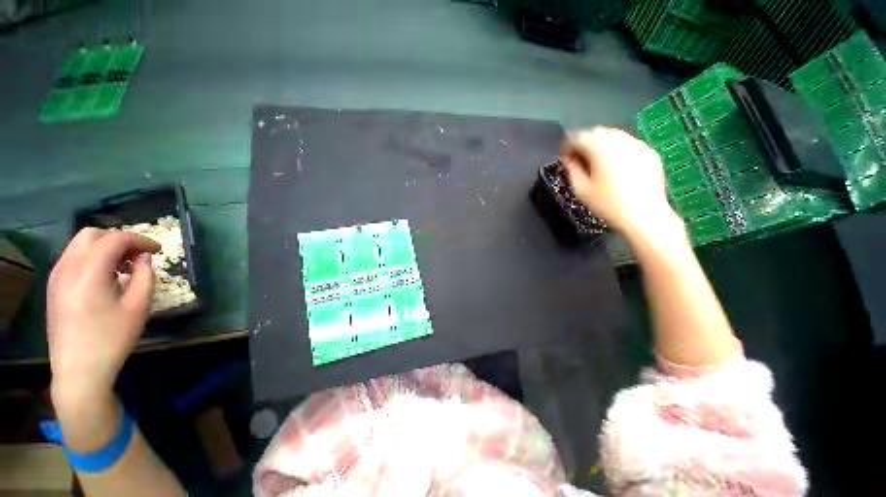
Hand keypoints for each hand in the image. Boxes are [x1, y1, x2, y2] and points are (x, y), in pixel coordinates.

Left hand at [48, 228, 158, 411]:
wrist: (78, 370)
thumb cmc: (112, 339)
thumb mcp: (138, 307)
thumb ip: (144, 276)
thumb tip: (144, 258)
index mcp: (89, 272)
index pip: (115, 239)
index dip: (140, 239)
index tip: (158, 250)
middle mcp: (68, 267)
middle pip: (92, 234)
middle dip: (119, 239)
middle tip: (138, 255)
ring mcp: (57, 276)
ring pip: (80, 245)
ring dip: (104, 248)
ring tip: (123, 266)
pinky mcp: (54, 286)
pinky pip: (73, 258)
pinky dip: (92, 258)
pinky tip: (105, 277)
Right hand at [560, 127, 681, 239]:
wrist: (643, 216)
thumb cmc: (607, 205)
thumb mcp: (581, 190)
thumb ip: (572, 169)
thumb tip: (568, 159)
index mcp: (601, 150)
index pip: (579, 137)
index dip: (567, 145)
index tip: (563, 156)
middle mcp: (620, 142)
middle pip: (597, 132)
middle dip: (584, 141)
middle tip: (577, 157)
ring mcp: (638, 145)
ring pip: (614, 135)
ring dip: (600, 143)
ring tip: (594, 160)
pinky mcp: (649, 153)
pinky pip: (628, 143)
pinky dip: (616, 148)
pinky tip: (614, 164)